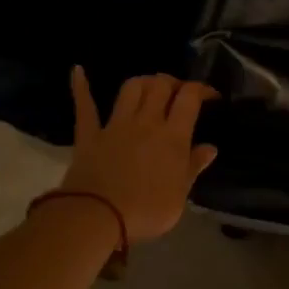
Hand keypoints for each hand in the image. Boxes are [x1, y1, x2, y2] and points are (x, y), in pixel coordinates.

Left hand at [61, 68, 218, 243]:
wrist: (97, 217)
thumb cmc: (147, 210)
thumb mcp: (180, 195)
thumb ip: (193, 167)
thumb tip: (210, 148)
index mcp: (173, 136)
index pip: (190, 98)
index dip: (202, 89)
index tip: (210, 95)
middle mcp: (146, 122)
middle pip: (161, 86)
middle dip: (173, 83)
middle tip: (179, 93)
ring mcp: (116, 125)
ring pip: (131, 88)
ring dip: (144, 82)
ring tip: (150, 87)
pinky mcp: (90, 135)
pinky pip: (85, 106)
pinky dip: (81, 87)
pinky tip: (78, 71)